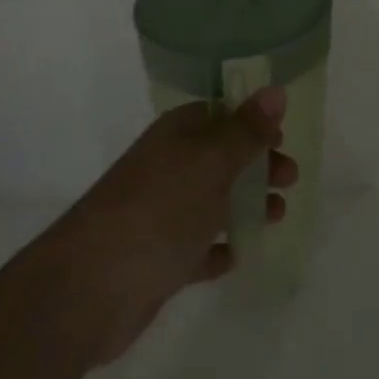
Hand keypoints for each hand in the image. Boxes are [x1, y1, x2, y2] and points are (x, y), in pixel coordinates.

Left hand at [34, 88, 299, 366]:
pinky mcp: (156, 260)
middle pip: (220, 158)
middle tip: (290, 179)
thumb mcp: (211, 162)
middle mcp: (166, 168)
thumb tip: (275, 90)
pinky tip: (235, 257)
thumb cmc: (158, 211)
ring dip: (245, 206)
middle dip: (256, 165)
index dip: (251, 122)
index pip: (218, 114)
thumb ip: (246, 130)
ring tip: (276, 217)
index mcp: (176, 137)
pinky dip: (216, 249)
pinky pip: (195, 248)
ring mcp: (159, 215)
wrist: (88, 289)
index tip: (282, 136)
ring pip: (211, 202)